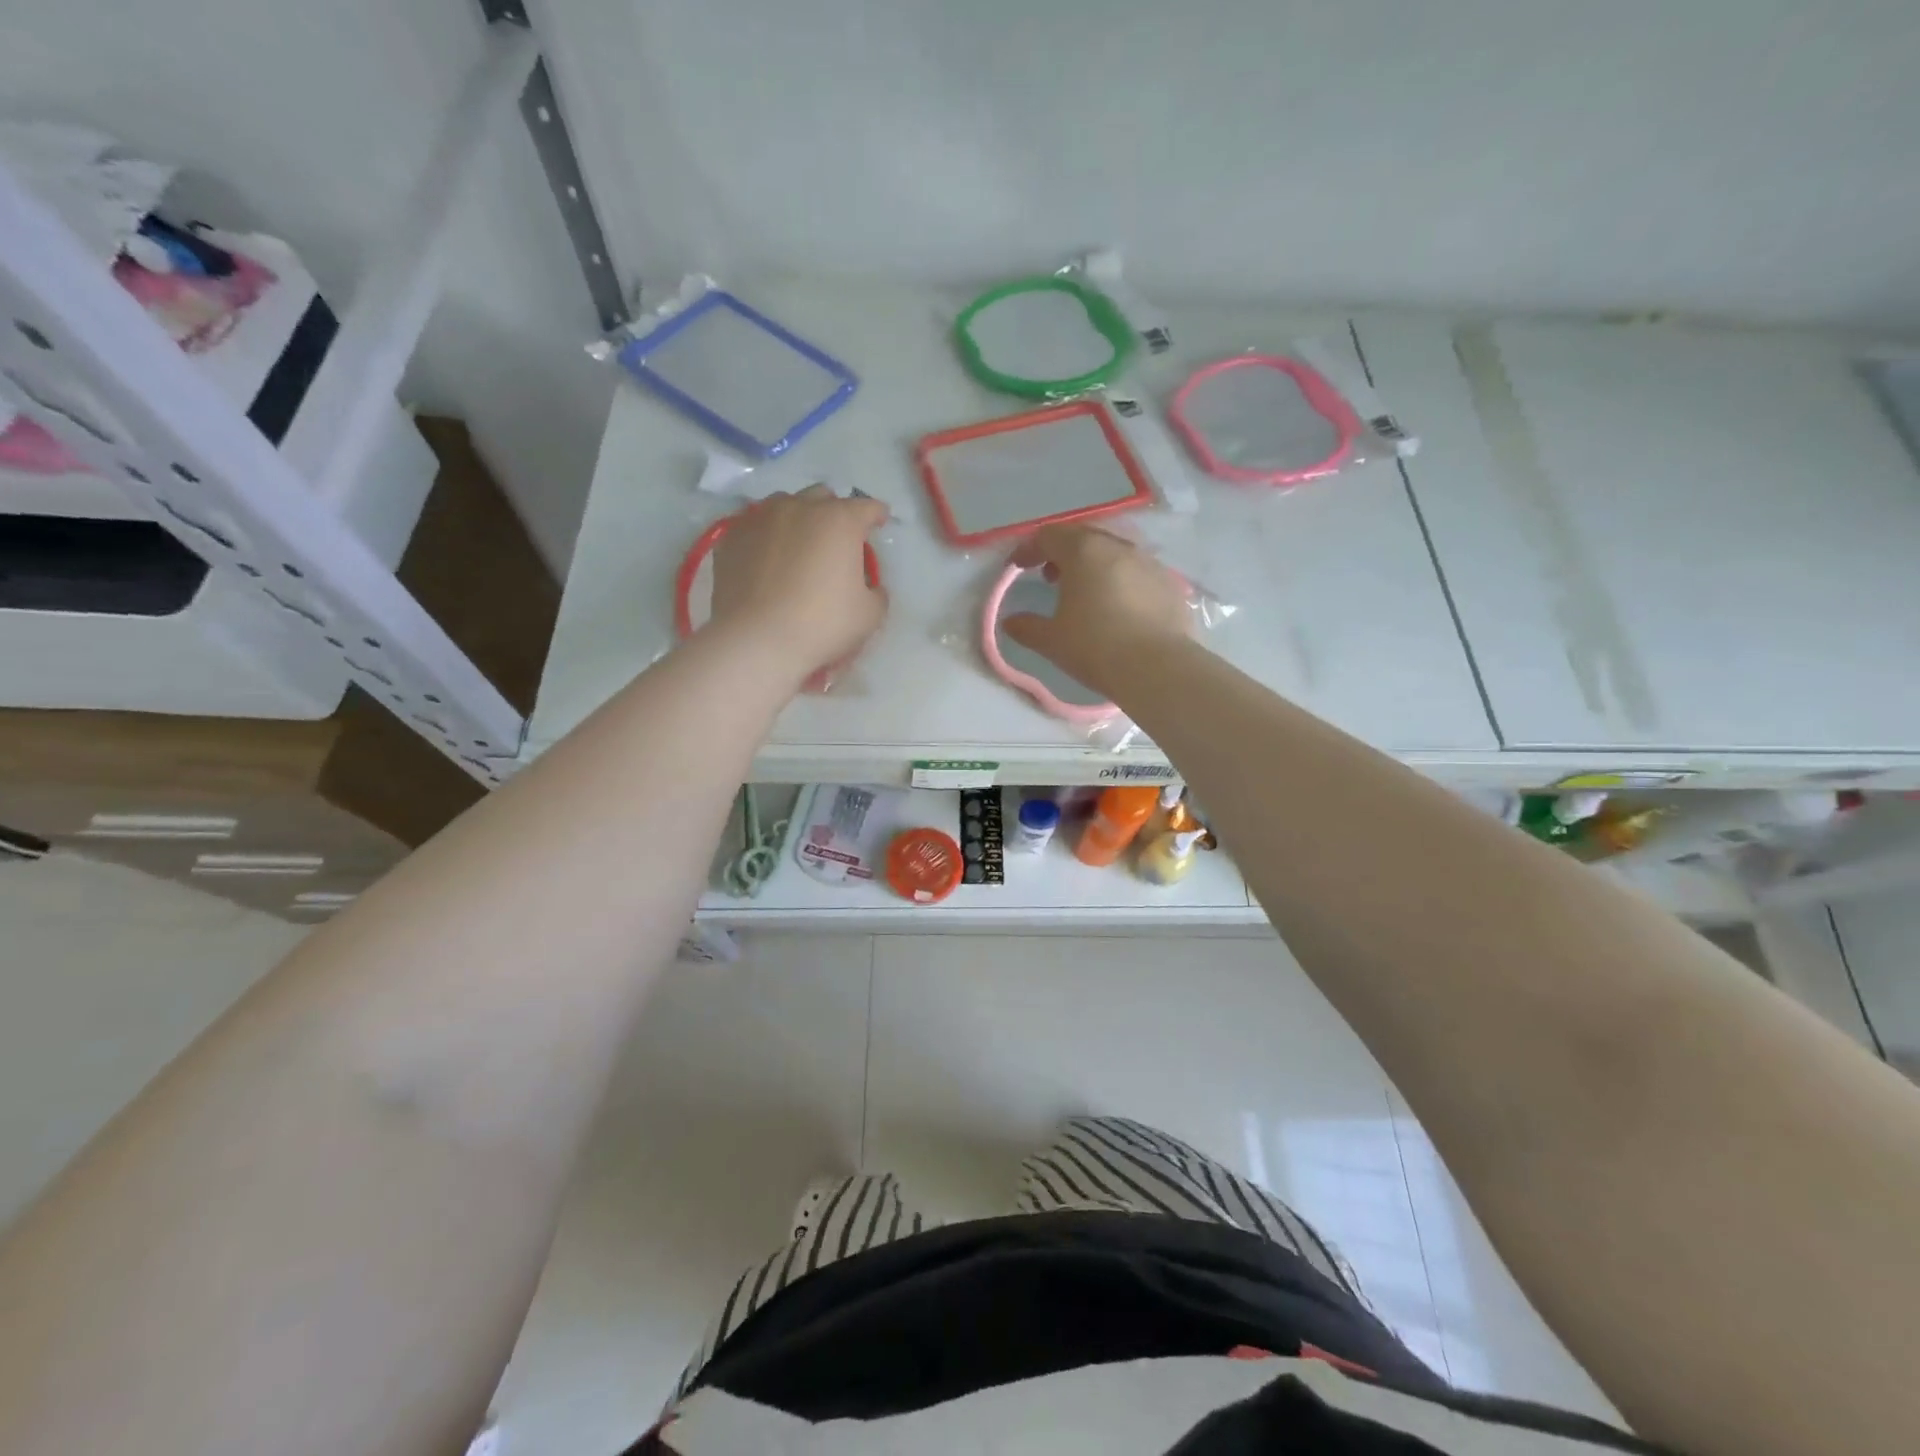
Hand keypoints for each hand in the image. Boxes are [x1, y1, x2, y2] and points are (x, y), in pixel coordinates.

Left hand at [710, 485, 888, 681]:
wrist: (757, 640)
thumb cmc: (822, 625)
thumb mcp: (870, 615)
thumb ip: (876, 592)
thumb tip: (869, 585)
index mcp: (840, 521)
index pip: (868, 507)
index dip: (877, 516)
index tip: (880, 524)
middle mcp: (800, 507)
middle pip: (824, 498)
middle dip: (835, 513)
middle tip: (838, 539)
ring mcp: (761, 518)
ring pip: (786, 505)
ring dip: (799, 518)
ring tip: (800, 543)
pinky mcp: (732, 536)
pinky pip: (756, 525)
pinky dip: (768, 535)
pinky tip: (768, 557)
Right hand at [1002, 525, 1192, 698]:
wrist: (1158, 668)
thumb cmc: (1095, 647)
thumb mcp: (1051, 640)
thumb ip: (1026, 627)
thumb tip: (1010, 622)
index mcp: (1084, 551)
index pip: (1049, 536)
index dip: (1028, 549)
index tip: (1017, 568)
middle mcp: (1118, 547)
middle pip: (1083, 537)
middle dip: (1062, 552)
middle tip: (1050, 576)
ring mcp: (1149, 562)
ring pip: (1114, 552)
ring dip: (1093, 564)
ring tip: (1085, 592)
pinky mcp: (1170, 584)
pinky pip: (1137, 572)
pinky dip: (1120, 580)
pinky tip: (1118, 607)